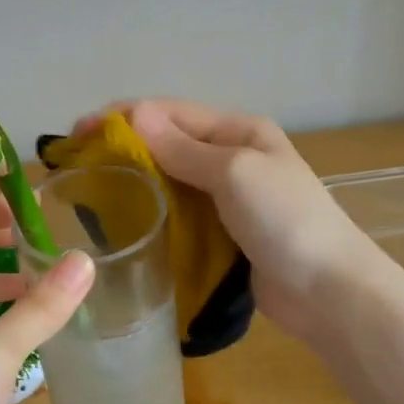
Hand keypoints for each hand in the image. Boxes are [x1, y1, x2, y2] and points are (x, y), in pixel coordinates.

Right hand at [87, 100, 389, 344]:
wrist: (327, 291)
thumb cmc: (285, 220)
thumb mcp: (234, 173)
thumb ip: (183, 148)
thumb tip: (135, 114)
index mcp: (240, 131)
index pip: (171, 113)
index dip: (123, 118)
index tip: (77, 132)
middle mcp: (233, 158)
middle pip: (169, 145)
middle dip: (124, 148)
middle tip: (76, 163)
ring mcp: (229, 199)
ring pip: (171, 181)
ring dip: (135, 181)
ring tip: (90, 191)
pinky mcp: (224, 235)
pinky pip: (181, 215)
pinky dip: (153, 214)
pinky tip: (125, 222)